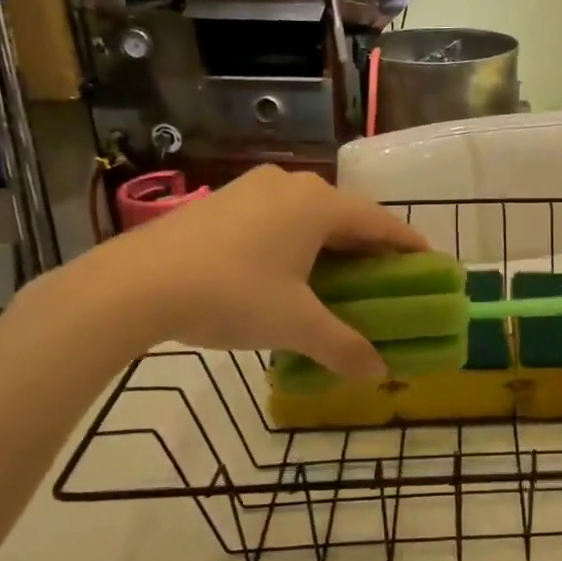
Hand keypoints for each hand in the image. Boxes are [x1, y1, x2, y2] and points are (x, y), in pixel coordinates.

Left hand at [83, 166, 426, 377]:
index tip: (429, 262)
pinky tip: (287, 272)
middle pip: (345, 216)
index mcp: (318, 205)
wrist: (132, 285)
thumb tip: (380, 374)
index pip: (379, 221)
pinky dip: (295, 242)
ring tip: (338, 278)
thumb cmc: (230, 295)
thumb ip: (343, 347)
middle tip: (386, 279)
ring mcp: (251, 189)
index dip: (407, 244)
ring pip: (308, 216)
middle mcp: (290, 185)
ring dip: (329, 245)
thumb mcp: (294, 325)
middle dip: (368, 248)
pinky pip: (277, 219)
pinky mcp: (222, 202)